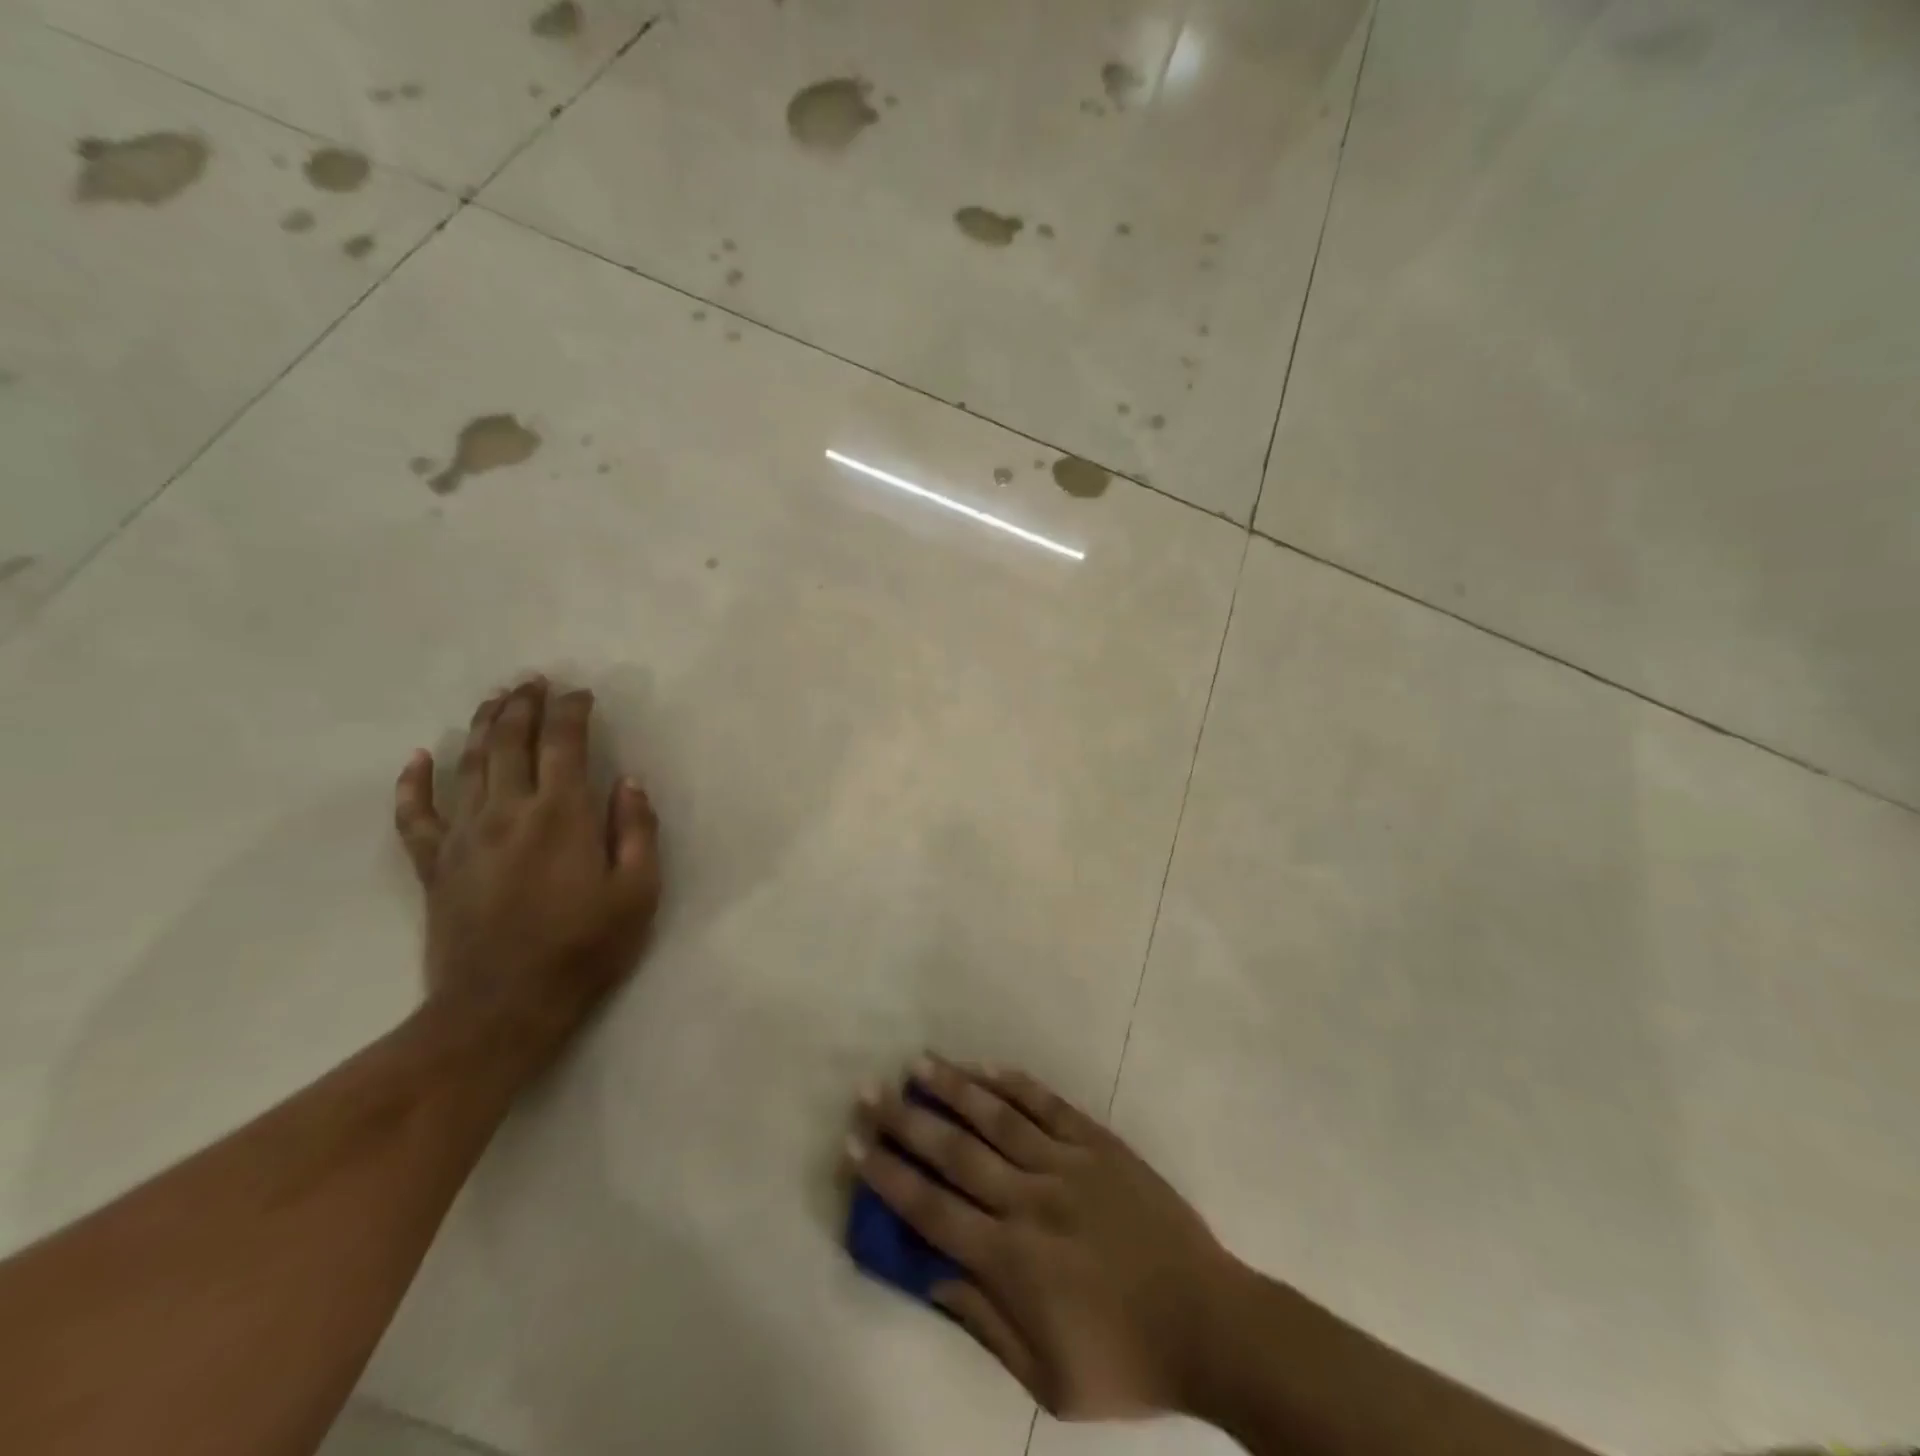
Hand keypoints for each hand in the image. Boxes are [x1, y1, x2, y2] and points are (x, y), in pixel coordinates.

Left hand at [392, 677, 661, 1070]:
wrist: (502, 1007)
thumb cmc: (584, 949)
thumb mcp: (638, 893)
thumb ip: (636, 831)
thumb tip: (629, 782)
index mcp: (563, 815)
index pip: (565, 743)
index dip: (572, 711)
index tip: (582, 694)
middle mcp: (509, 812)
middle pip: (510, 741)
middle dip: (524, 705)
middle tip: (533, 680)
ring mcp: (465, 836)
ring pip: (469, 765)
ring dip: (482, 726)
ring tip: (495, 699)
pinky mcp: (436, 865)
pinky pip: (415, 815)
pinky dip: (414, 784)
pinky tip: (418, 759)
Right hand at [851, 1057, 1239, 1419]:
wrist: (1208, 1322)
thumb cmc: (1124, 1360)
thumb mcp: (1046, 1376)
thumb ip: (983, 1322)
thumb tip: (929, 1276)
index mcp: (1011, 1258)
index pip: (931, 1209)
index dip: (888, 1175)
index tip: (854, 1144)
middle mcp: (1029, 1199)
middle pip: (954, 1152)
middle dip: (905, 1120)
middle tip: (869, 1090)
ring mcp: (1066, 1163)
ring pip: (997, 1116)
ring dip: (954, 1087)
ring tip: (918, 1063)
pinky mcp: (1099, 1143)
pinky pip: (1048, 1105)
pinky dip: (1014, 1083)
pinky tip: (986, 1066)